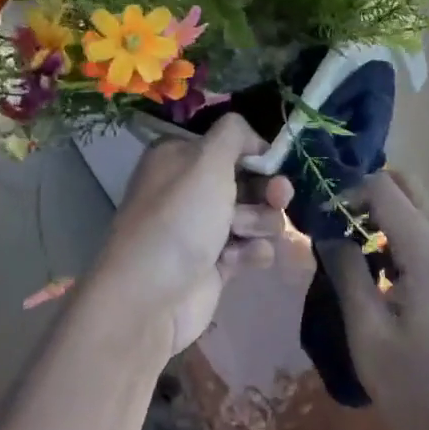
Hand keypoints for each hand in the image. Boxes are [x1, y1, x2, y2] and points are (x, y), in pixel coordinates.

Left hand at [98, 114, 294, 355]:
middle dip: (267, 191)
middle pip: (250, 180)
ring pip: (256, 215)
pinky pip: (250, 248)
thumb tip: (253, 137)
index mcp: (180, 157)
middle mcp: (190, 188)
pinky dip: (249, 253)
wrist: (150, 296)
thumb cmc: (179, 218)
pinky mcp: (216, 262)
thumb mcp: (207, 160)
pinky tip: (234, 262)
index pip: (231, 144)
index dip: (257, 154)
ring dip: (258, 223)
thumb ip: (235, 134)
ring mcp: (203, 227)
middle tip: (278, 198)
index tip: (274, 163)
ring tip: (241, 236)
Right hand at [317, 171, 428, 429]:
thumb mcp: (367, 329)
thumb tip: (326, 231)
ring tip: (337, 238)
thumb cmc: (414, 383)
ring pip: (411, 211)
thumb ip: (346, 272)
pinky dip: (387, 236)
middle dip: (365, 190)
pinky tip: (363, 267)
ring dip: (376, 212)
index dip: (346, 189)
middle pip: (405, 187)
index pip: (382, 186)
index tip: (314, 212)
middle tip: (329, 215)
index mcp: (421, 249)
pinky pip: (414, 238)